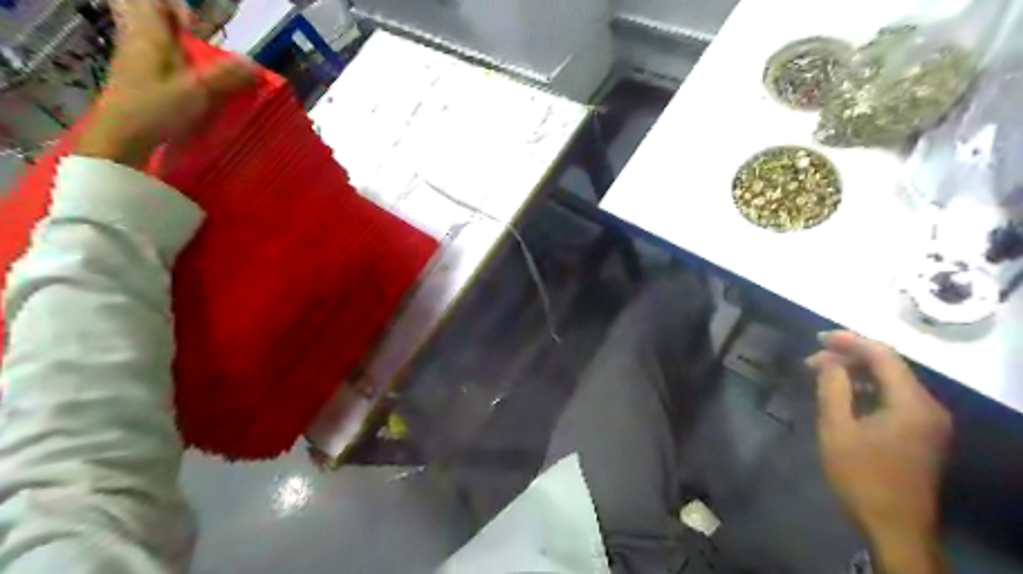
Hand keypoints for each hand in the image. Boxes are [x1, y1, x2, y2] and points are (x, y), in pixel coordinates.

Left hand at [76, 1, 255, 168]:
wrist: (121, 137)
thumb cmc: (157, 109)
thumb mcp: (199, 92)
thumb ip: (227, 76)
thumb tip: (254, 63)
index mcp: (150, 36)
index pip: (153, 3)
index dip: (175, 8)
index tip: (197, 22)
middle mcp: (137, 41)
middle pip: (143, 15)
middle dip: (169, 20)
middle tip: (195, 35)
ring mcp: (132, 61)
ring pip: (148, 37)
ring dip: (170, 41)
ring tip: (197, 57)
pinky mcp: (135, 80)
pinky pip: (150, 58)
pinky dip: (168, 61)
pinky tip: (187, 79)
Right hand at [807, 333, 950, 572]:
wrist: (894, 527)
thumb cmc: (861, 476)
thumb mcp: (837, 429)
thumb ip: (832, 388)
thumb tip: (827, 361)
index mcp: (912, 403)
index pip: (883, 355)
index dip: (850, 341)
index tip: (817, 338)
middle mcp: (928, 406)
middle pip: (889, 366)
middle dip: (850, 358)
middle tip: (812, 361)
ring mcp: (928, 421)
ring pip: (891, 382)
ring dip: (856, 374)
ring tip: (821, 375)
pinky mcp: (922, 434)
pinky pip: (893, 399)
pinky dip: (867, 390)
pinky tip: (843, 395)